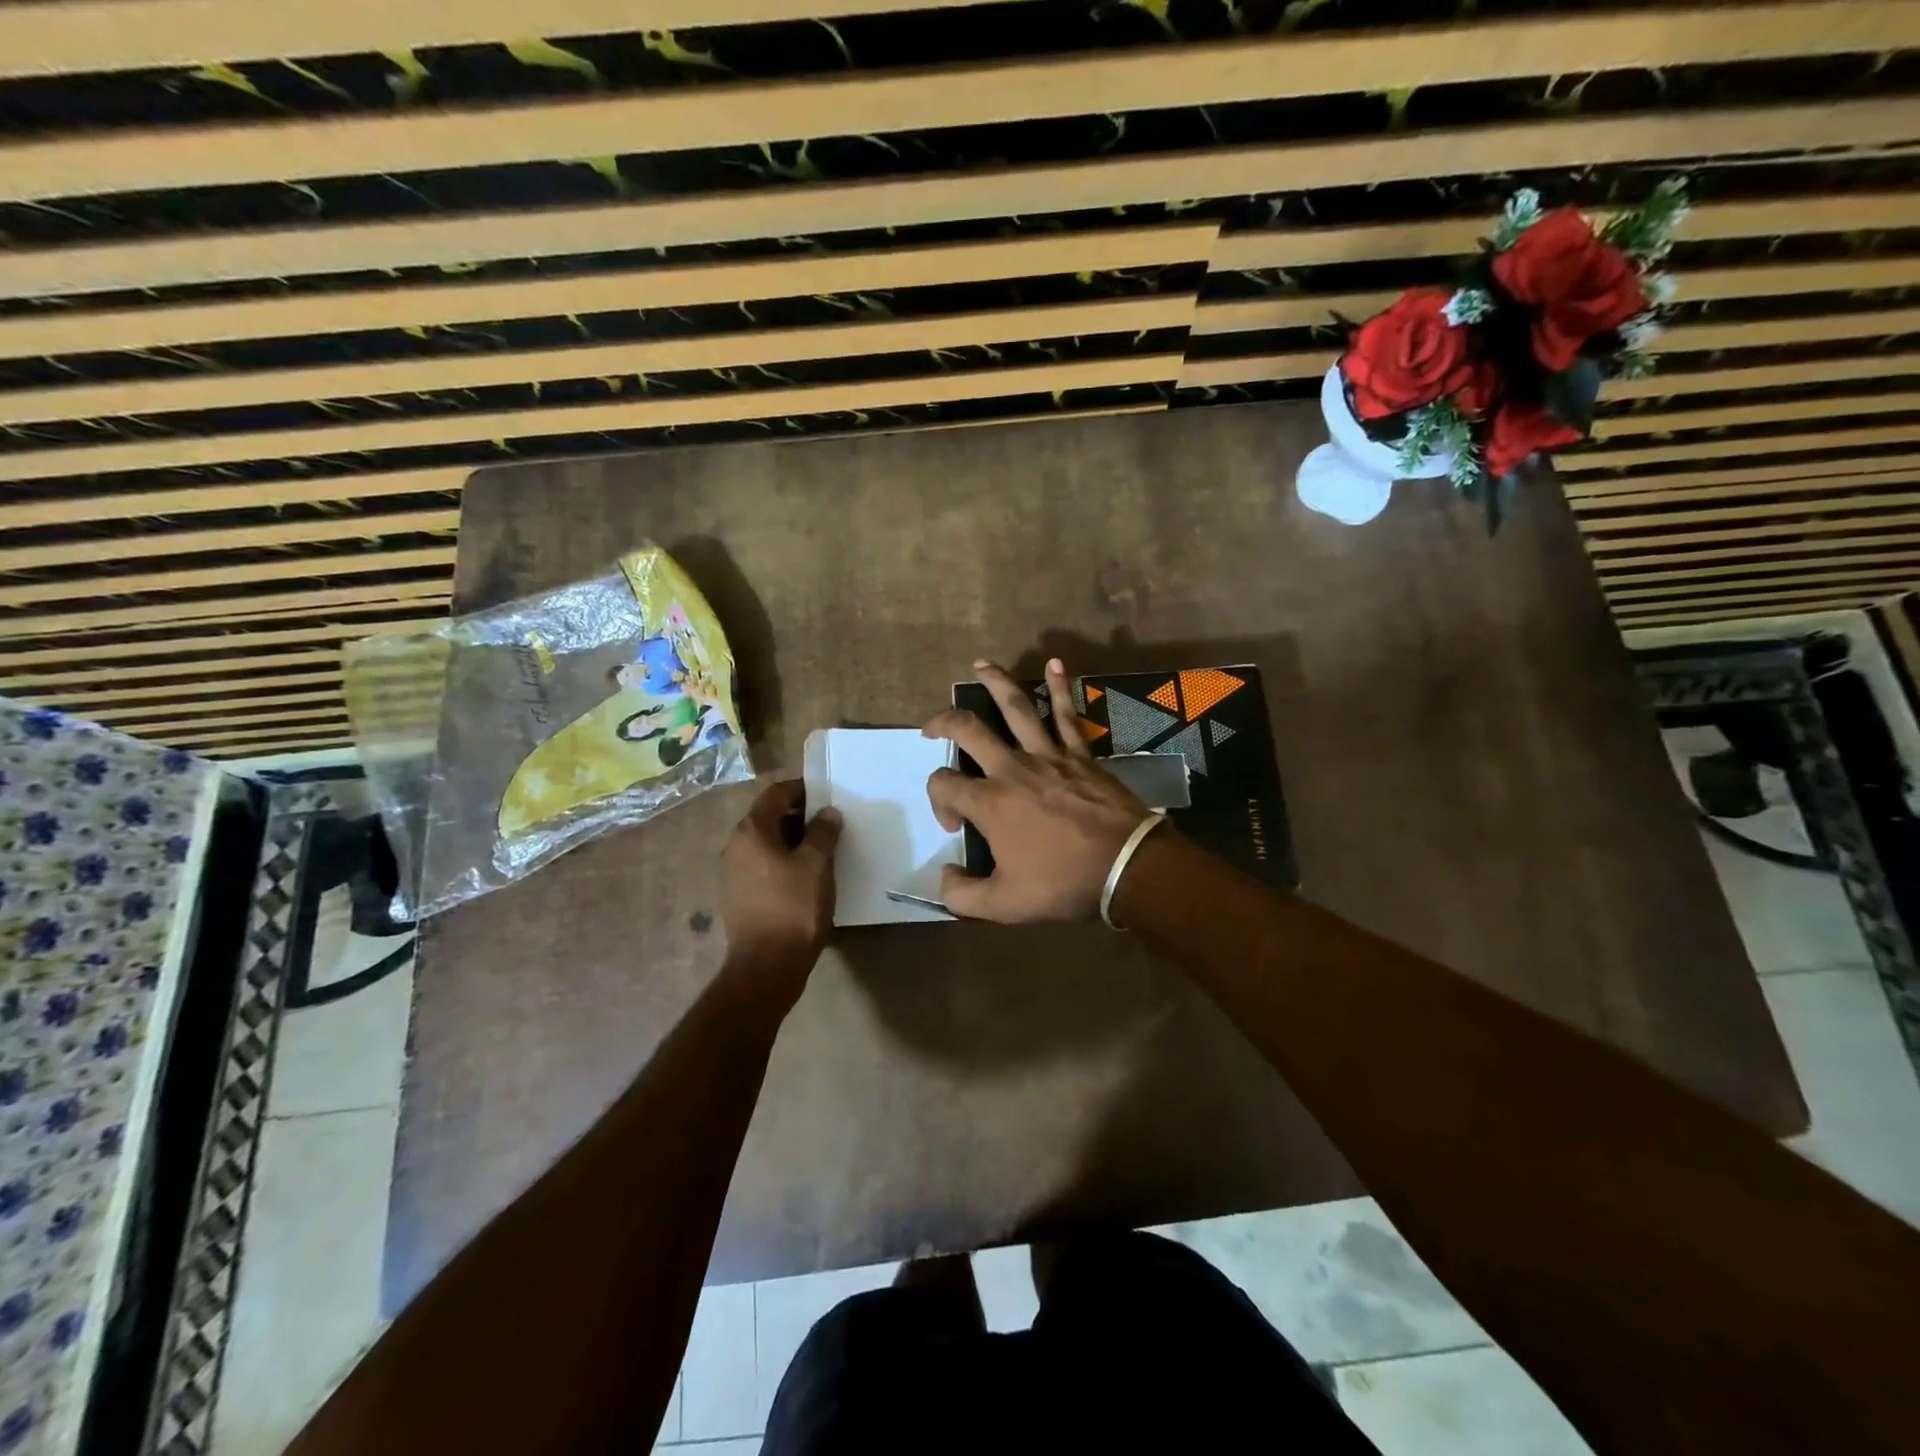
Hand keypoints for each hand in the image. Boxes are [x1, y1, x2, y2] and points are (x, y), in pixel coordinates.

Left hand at [720, 779, 840, 979]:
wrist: (766, 966)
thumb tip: (827, 813)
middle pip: (769, 817)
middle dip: (800, 816)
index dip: (802, 789)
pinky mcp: (738, 896)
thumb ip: (822, 832)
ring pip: (767, 843)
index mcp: (751, 831)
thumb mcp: (816, 864)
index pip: (776, 794)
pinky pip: (763, 866)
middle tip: (830, 823)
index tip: (827, 794)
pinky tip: (806, 876)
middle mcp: (735, 846)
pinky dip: (784, 862)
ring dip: (793, 841)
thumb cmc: (793, 907)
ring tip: (823, 850)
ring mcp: (733, 873)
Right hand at [923, 659, 1153, 922]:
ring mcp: (1049, 755)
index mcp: (990, 802)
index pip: (944, 784)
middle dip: (943, 722)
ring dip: (996, 683)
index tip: (957, 826)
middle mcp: (1012, 769)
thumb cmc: (1063, 883)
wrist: (1127, 867)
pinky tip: (1055, 664)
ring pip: (1017, 708)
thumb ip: (961, 895)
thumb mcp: (1003, 906)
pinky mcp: (1080, 754)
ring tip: (980, 665)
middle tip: (931, 728)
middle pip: (969, 730)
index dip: (938, 801)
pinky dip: (1060, 688)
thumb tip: (945, 876)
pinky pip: (1067, 714)